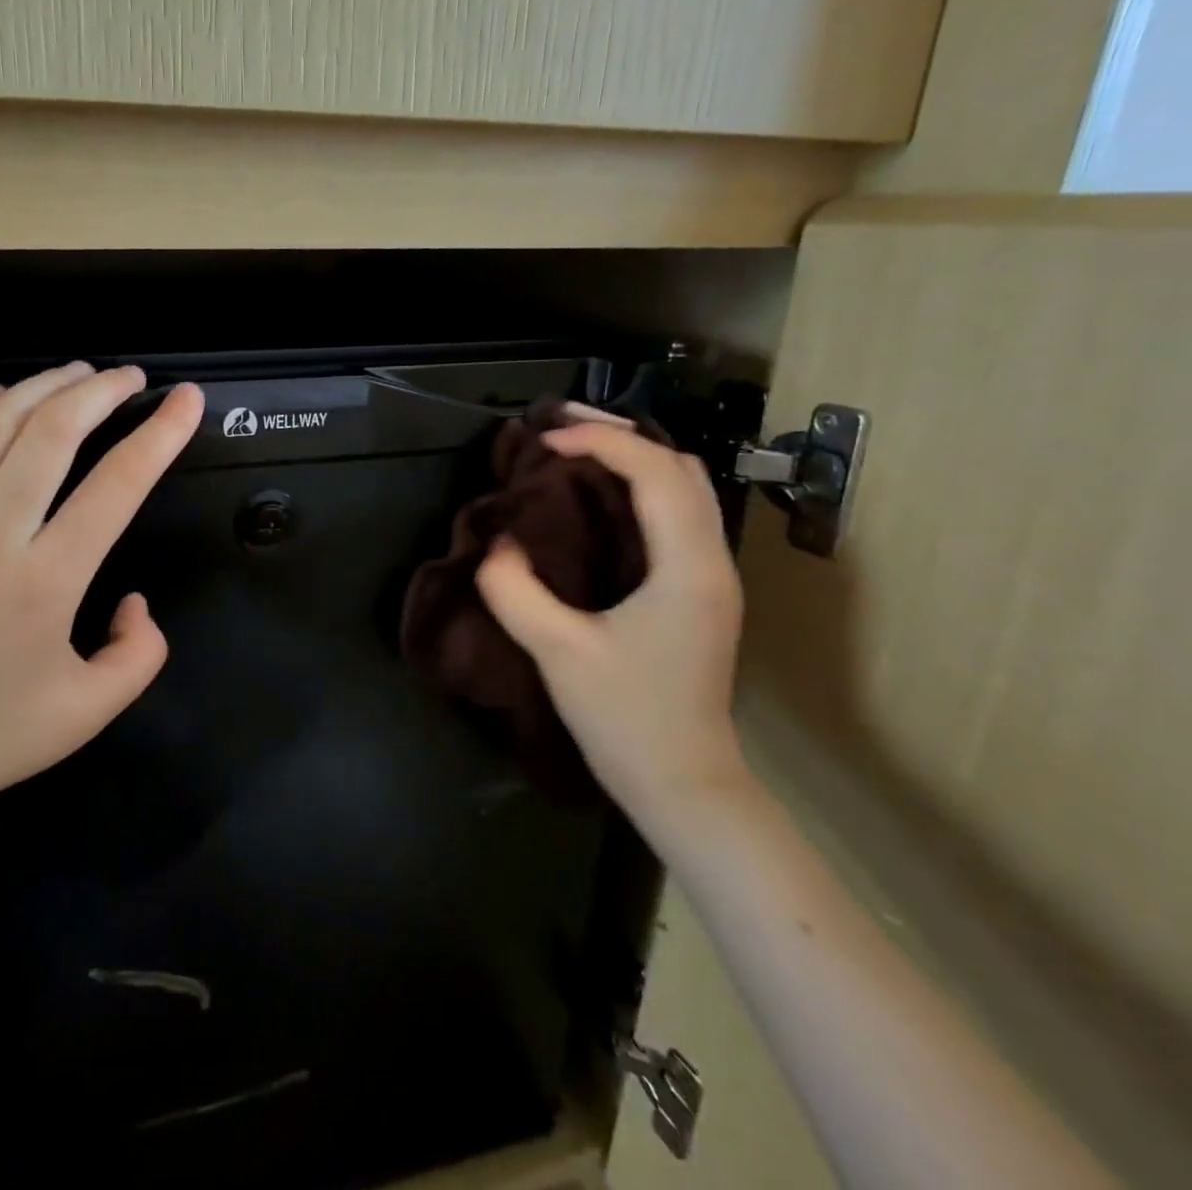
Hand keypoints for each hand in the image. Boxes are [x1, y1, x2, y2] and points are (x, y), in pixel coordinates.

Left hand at [0, 362, 204, 848]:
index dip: (160, 434)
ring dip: (41, 388)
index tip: (185, 400)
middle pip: (52, 434)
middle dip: (100, 392)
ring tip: (76, 373)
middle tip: (130, 377)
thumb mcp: (88, 714)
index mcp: (45, 582)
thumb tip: (135, 600)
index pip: (117, 485)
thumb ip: (139, 654)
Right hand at [475, 423, 751, 831]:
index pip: (655, 472)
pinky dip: (640, 487)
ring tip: (577, 447)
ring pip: (687, 488)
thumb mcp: (558, 652)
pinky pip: (677, 514)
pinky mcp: (699, 592)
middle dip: (623, 433)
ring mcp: (711, 576)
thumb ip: (516, 591)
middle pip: (683, 466)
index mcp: (687, 568)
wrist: (684, 784)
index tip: (545, 441)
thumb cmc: (626, 718)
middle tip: (561, 426)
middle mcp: (711, 560)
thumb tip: (497, 545)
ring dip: (635, 457)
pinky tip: (599, 496)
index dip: (601, 442)